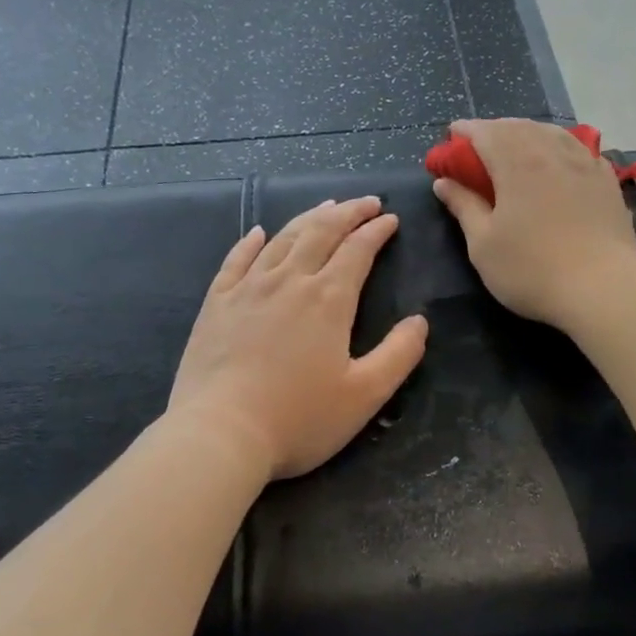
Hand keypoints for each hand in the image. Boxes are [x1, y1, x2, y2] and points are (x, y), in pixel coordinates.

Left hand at [169, 197, 428, 481]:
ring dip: (308, 218)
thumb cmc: (299, 419)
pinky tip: (259, 232)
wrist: (220, 434)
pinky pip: (236, 260)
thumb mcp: (365, 394)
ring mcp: (247, 289)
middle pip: (321, 232)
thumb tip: (419, 321)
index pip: (358, 250)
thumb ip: (399, 354)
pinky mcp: (216, 304)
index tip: (390, 219)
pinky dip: (251, 241)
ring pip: (282, 239)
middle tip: (366, 202)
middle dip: (347, 212)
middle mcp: (289, 281)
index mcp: (328, 299)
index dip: (376, 231)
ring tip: (326, 206)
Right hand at [432, 118, 635, 330]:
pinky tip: (559, 160)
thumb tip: (444, 182)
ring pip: (551, 133)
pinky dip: (559, 146)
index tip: (451, 136)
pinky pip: (578, 149)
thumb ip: (463, 207)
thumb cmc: (532, 270)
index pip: (485, 132)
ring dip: (527, 133)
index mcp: (516, 163)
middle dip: (495, 130)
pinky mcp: (607, 180)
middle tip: (479, 145)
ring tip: (517, 146)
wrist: (603, 289)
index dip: (465, 131)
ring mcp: (584, 163)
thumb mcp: (483, 245)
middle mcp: (551, 152)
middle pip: (518, 127)